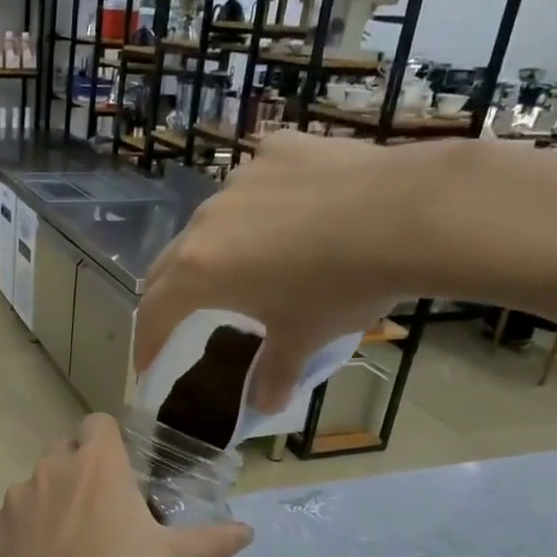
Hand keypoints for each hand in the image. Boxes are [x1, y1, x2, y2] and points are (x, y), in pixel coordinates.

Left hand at [0, 413, 251, 556]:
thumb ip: (211, 541)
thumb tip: (247, 533)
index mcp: (96, 463)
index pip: (98, 424)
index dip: (110, 443)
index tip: (122, 474)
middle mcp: (51, 469)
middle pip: (66, 454)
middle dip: (81, 474)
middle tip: (103, 515)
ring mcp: (16, 498)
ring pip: (36, 486)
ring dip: (52, 502)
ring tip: (70, 547)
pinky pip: (12, 520)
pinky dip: (25, 533)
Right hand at [136, 131, 456, 409]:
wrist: (409, 213)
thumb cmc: (341, 286)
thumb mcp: (304, 337)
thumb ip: (276, 372)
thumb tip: (268, 406)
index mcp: (199, 271)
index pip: (154, 312)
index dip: (147, 343)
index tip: (147, 364)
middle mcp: (206, 221)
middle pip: (169, 263)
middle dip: (170, 295)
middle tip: (181, 317)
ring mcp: (240, 179)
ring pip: (212, 221)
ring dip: (215, 248)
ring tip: (245, 262)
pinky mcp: (277, 150)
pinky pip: (254, 184)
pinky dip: (260, 206)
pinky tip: (291, 214)